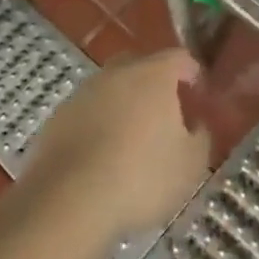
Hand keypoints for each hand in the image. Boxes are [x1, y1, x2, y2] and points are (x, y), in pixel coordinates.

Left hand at [22, 50, 211, 246]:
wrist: (69, 200)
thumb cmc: (141, 177)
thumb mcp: (190, 165)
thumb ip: (201, 137)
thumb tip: (197, 125)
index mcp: (154, 74)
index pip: (180, 58)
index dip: (192, 75)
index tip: (199, 98)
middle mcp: (117, 72)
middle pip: (141, 67)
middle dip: (155, 86)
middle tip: (166, 117)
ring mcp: (83, 92)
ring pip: (111, 89)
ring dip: (123, 106)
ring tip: (132, 142)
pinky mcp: (58, 117)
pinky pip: (87, 113)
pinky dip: (98, 126)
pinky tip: (102, 157)